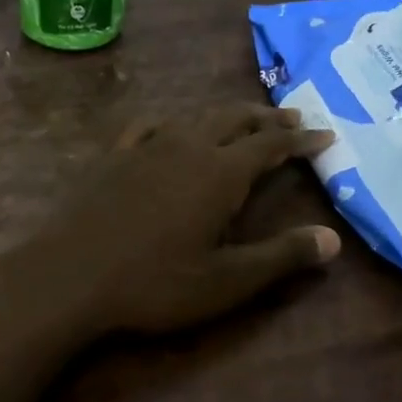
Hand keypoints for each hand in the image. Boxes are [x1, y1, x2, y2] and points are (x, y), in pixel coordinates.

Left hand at [6, 104, 340, 338]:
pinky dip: (171, 123)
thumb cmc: (155, 284)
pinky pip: (148, 127)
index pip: (271, 144)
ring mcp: (144, 147)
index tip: (326, 134)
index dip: (301, 139)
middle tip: (292, 117)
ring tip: (240, 121)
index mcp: (220, 172)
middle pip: (234, 119)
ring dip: (224, 117)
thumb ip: (282, 257)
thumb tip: (332, 239)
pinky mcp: (112, 157)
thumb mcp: (227, 281)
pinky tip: (168, 129)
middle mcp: (186, 147)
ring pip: (194, 118)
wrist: (69, 276)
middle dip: (267, 118)